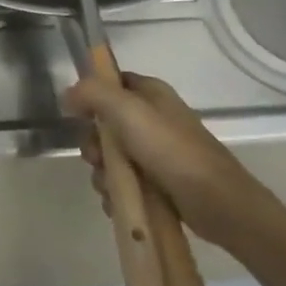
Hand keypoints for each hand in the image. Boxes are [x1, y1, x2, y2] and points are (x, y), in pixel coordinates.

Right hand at [63, 71, 278, 251]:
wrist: (218, 203)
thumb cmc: (172, 151)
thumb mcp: (128, 112)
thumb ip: (93, 94)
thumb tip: (67, 94)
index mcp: (151, 94)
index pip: (111, 82)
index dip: (91, 96)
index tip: (79, 116)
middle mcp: (153, 119)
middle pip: (105, 125)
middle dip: (94, 145)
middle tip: (98, 159)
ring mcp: (157, 152)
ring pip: (111, 157)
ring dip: (102, 173)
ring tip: (110, 187)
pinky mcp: (160, 182)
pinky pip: (124, 181)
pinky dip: (116, 191)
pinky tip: (117, 202)